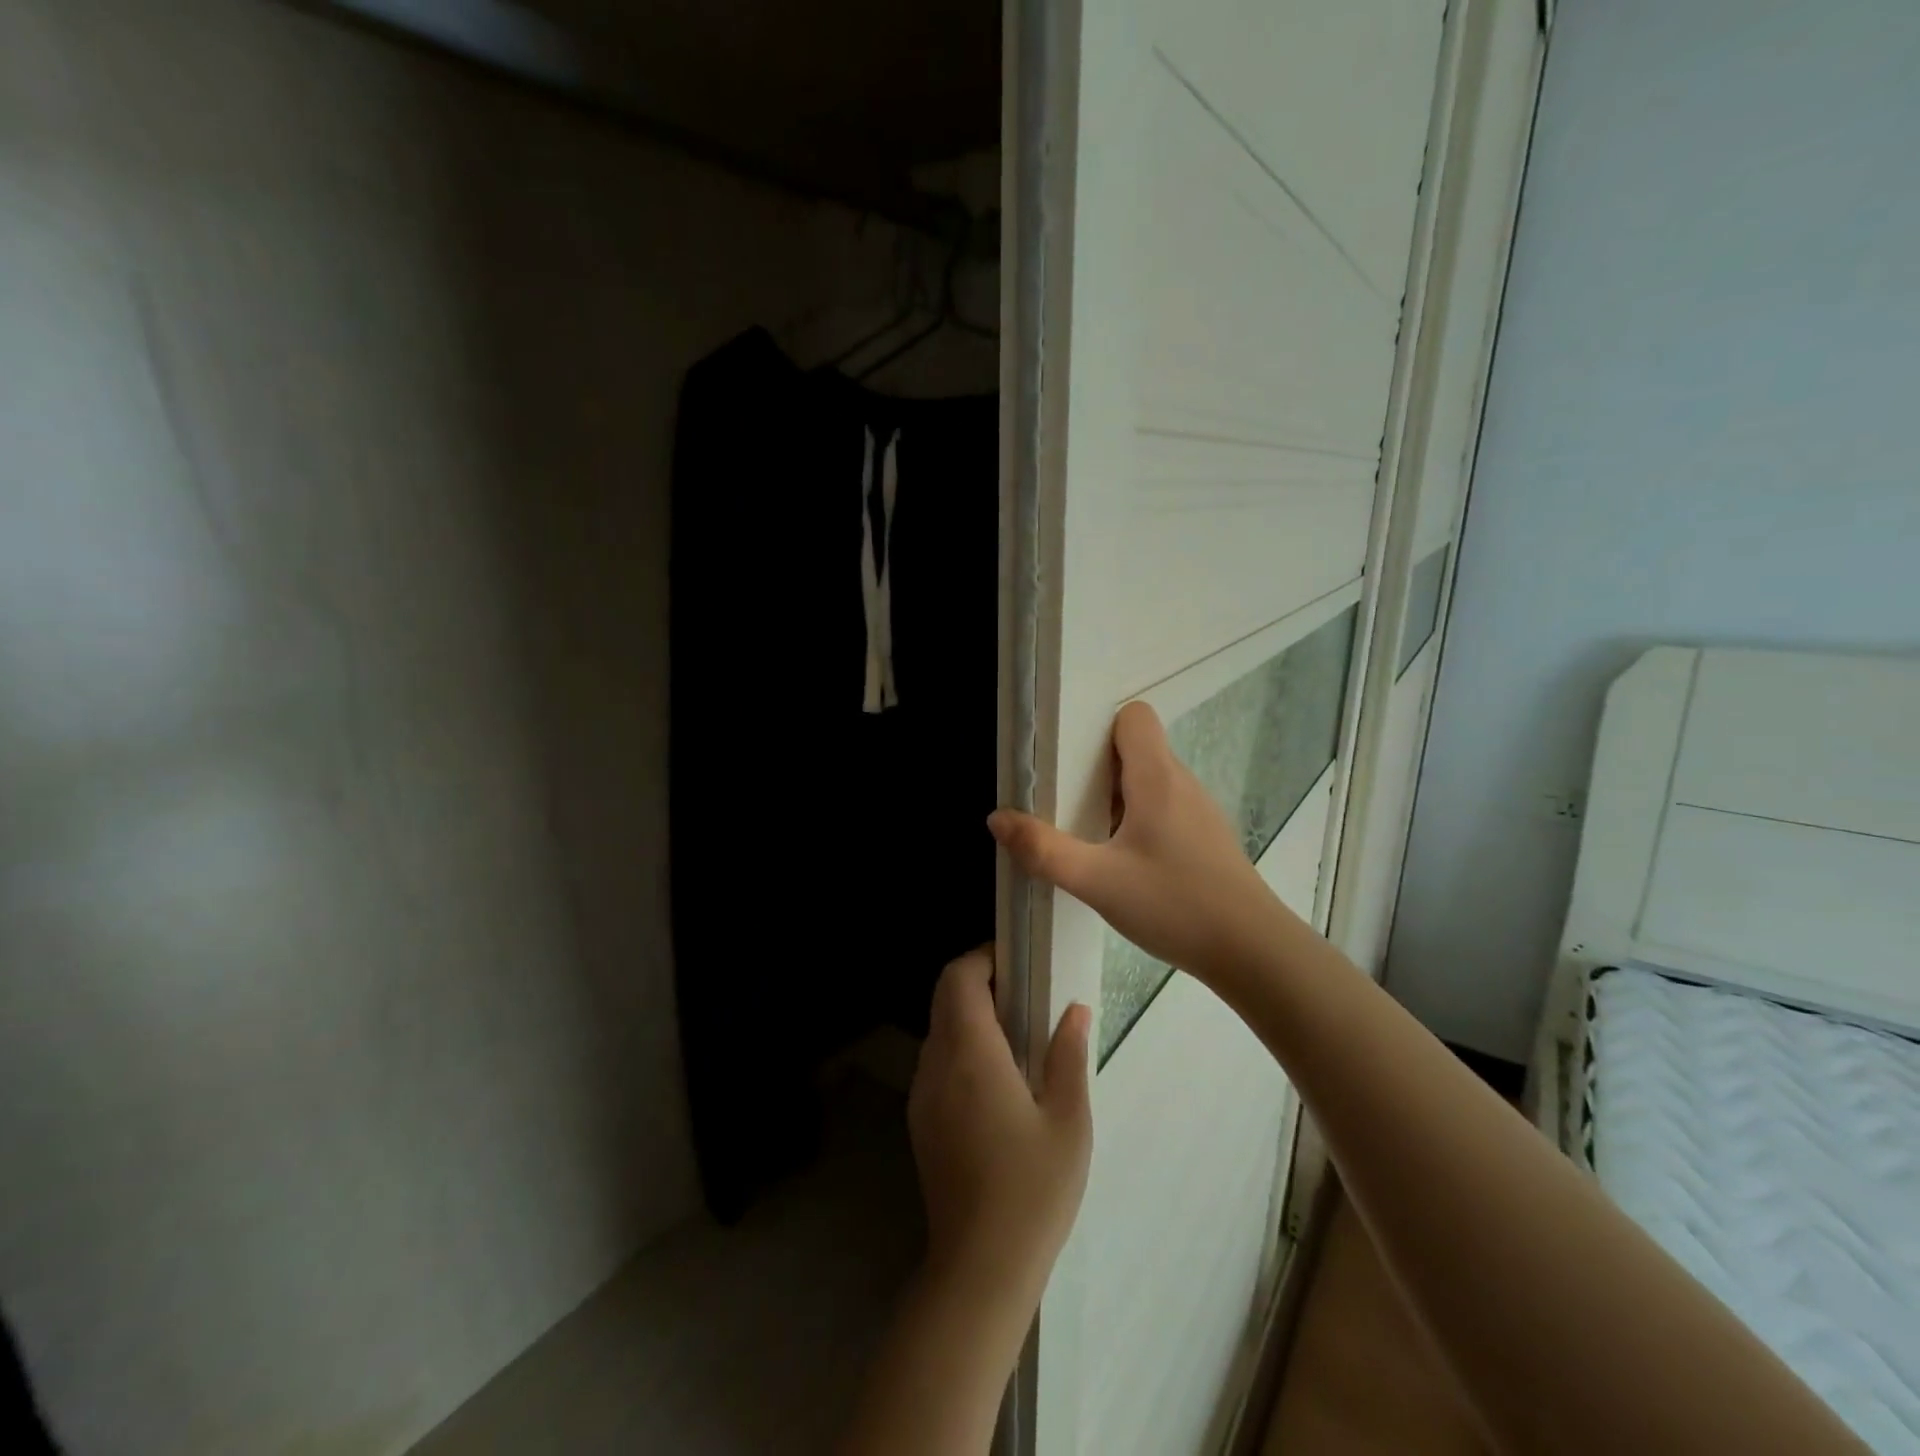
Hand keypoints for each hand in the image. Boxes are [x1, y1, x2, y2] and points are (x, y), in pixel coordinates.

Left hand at [909, 948, 1091, 1298]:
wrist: (979, 1267)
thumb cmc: (1032, 1191)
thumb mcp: (1069, 1122)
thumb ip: (1069, 1056)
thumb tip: (1075, 1009)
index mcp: (971, 1054)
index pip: (959, 977)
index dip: (983, 957)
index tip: (1017, 963)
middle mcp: (937, 1063)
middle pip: (944, 995)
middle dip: (978, 980)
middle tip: (1024, 995)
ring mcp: (923, 1092)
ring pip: (938, 1027)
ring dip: (969, 1014)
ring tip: (1016, 1034)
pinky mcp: (921, 1119)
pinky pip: (936, 1059)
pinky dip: (960, 1045)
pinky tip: (996, 1078)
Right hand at [988, 700, 1277, 983]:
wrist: (1253, 952)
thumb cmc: (1175, 905)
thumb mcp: (1097, 881)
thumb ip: (1043, 850)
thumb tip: (998, 818)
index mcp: (1157, 777)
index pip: (1135, 717)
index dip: (1100, 730)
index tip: (1070, 763)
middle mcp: (1182, 783)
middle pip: (1137, 749)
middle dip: (1098, 768)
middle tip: (1065, 803)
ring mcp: (1199, 812)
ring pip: (1151, 782)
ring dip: (1117, 798)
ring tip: (1089, 835)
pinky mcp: (1207, 839)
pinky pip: (1165, 809)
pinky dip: (1139, 821)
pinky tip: (1126, 863)